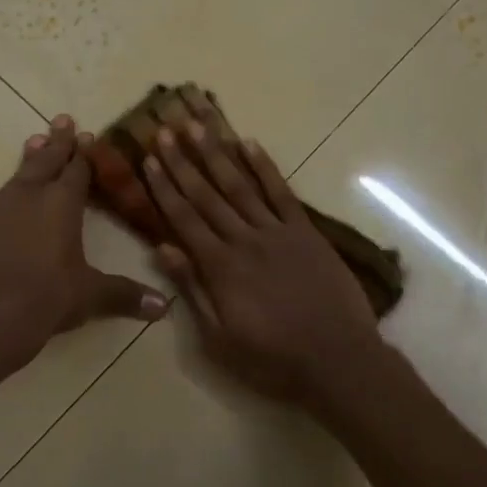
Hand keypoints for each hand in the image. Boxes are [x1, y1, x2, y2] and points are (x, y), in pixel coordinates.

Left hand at [0, 114, 168, 378]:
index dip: (85, 153)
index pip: (77, 169)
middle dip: (57, 141)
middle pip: (46, 160)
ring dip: (30, 159)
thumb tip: (163, 306)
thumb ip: (124, 295)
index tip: (89, 135)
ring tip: (35, 142)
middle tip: (62, 118)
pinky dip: (9, 194)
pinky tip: (7, 203)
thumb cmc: (44, 299)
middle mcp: (29, 196)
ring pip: (18, 175)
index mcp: (61, 204)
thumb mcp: (89, 297)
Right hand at [139, 96, 382, 403]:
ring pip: (240, 185)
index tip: (148, 159)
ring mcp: (277, 232)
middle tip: (164, 129)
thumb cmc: (272, 359)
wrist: (338, 361)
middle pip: (206, 194)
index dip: (164, 187)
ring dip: (216, 153)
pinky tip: (249, 143)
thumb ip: (192, 289)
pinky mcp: (306, 232)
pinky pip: (281, 193)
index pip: (184, 218)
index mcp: (220, 267)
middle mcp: (244, 240)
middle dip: (182, 161)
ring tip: (197, 125)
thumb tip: (162, 248)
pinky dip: (264, 167)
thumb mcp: (219, 338)